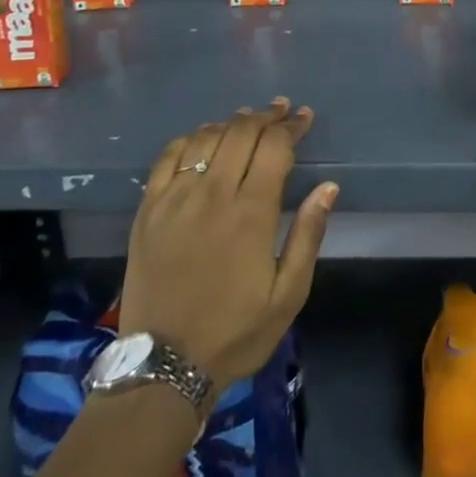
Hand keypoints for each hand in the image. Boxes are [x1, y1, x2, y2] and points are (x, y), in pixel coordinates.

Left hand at [120, 98, 337, 389]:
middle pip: (241, 133)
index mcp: (251, 213)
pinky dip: (190, 139)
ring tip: (247, 119)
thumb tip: (328, 187)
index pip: (275, 148)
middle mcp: (212, 195)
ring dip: (230, 123)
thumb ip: (308, 235)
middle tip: (281, 110)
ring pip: (205, 139)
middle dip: (265, 116)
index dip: (292, 126)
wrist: (163, 366)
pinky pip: (168, 158)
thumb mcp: (288, 293)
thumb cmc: (236, 332)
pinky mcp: (148, 211)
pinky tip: (203, 139)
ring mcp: (175, 200)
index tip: (304, 117)